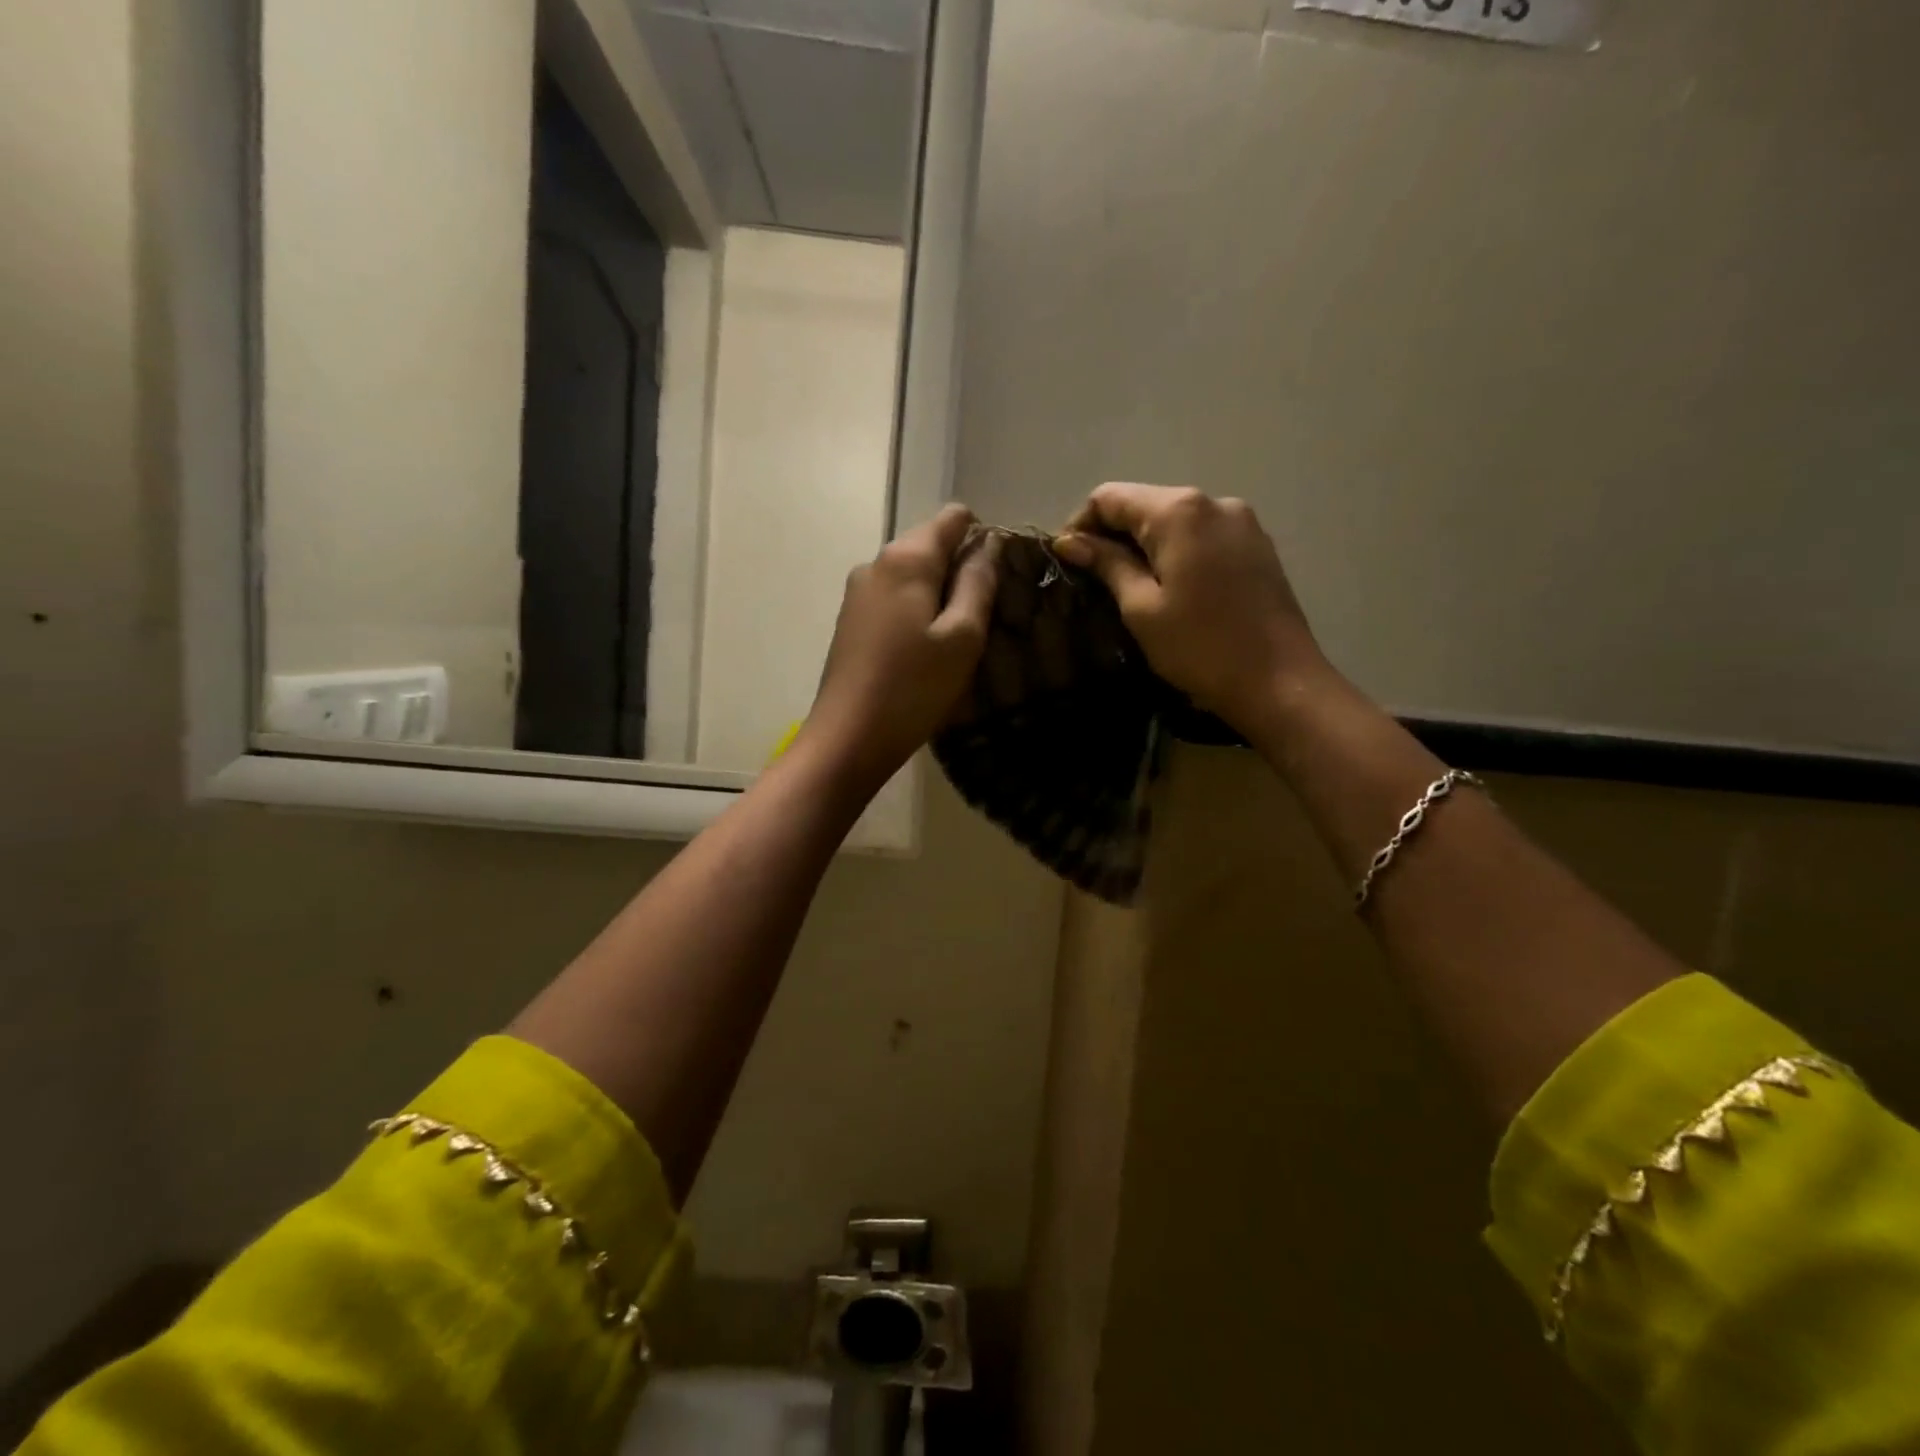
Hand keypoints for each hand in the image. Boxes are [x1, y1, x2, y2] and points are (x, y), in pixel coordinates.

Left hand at [799, 503, 998, 789]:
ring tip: (957, 641)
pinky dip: (917, 613)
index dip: (983, 538)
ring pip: (913, 576)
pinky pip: (895, 599)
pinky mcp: (851, 620)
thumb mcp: (962, 637)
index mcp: (906, 558)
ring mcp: (858, 592)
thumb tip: (988, 544)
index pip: (953, 517)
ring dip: (939, 596)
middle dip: (961, 571)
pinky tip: (925, 652)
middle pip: (931, 545)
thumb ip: (978, 583)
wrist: (847, 738)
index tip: (998, 579)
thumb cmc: (913, 688)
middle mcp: (876, 563)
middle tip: (983, 620)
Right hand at [1055, 483, 1329, 734]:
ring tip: (1130, 586)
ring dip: (1145, 544)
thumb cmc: (1200, 647)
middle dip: (1113, 534)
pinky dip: (1176, 551)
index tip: (1068, 562)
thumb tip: (1069, 541)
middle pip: (1144, 503)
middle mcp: (1213, 501)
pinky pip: (1202, 534)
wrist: (1279, 681)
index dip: (1080, 524)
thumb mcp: (1141, 608)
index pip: (1110, 497)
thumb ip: (1106, 564)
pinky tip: (1171, 587)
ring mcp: (1241, 521)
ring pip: (1174, 519)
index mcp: (1178, 511)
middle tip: (1093, 579)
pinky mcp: (1257, 544)